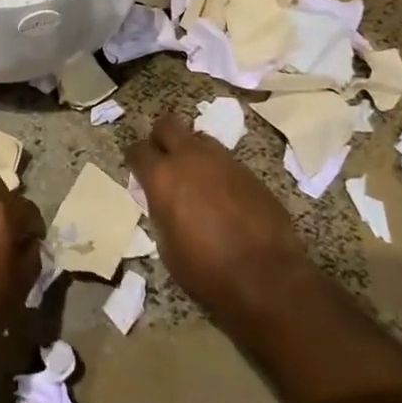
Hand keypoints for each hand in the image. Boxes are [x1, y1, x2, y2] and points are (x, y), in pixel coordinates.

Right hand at [126, 114, 311, 324]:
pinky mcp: (249, 171)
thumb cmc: (206, 270)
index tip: (138, 170)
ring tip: (196, 177)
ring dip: (192, 151)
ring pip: (199, 138)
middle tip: (164, 161)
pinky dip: (217, 170)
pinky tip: (223, 194)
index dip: (135, 159)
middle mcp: (190, 158)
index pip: (138, 150)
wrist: (266, 278)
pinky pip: (225, 159)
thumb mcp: (166, 246)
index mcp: (162, 177)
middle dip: (161, 139)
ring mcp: (223, 161)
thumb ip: (160, 211)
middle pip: (168, 125)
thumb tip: (162, 200)